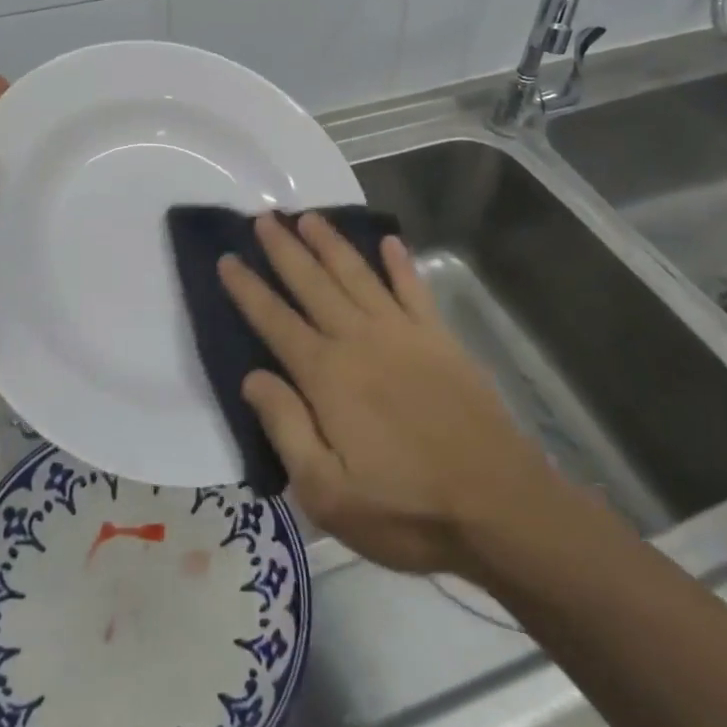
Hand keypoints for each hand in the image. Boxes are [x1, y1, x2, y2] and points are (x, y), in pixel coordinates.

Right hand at [219, 214, 566, 578]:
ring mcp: (402, 333)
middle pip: (313, 283)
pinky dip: (400, 263)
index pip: (275, 321)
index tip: (227, 258)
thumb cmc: (406, 510)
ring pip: (357, 274)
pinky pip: (414, 289)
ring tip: (309, 216)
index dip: (248, 289)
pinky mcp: (439, 338)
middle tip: (263, 217)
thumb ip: (286, 428)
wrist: (499, 507)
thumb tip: (251, 376)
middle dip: (284, 249)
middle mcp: (359, 339)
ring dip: (331, 243)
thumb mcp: (328, 493)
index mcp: (327, 375)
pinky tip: (389, 240)